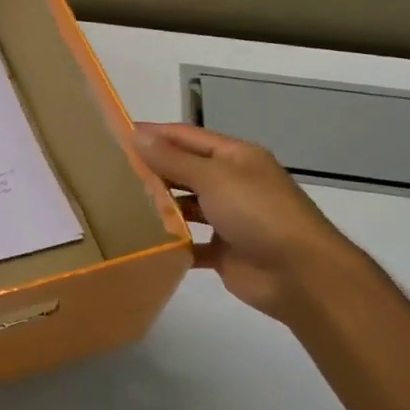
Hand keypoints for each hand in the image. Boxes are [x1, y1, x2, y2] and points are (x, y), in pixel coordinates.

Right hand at [133, 123, 358, 321]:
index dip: (154, 134)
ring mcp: (229, 219)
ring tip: (118, 205)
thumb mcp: (214, 178)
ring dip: (159, 206)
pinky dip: (171, 242)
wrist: (301, 275)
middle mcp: (232, 183)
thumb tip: (137, 135)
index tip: (115, 135)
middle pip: (185, 170)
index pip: (187, 137)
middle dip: (152, 169)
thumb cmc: (259, 214)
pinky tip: (142, 242)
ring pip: (186, 207)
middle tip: (108, 171)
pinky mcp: (224, 252)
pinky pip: (190, 243)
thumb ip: (173, 159)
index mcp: (235, 157)